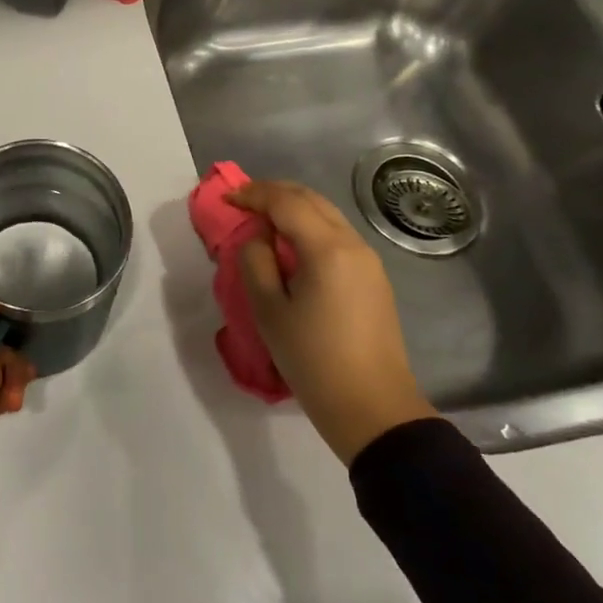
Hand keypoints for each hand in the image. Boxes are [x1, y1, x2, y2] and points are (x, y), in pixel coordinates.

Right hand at [229, 179, 435, 463]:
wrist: (373, 408)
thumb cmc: (313, 360)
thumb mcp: (269, 311)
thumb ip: (256, 263)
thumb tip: (259, 238)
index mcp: (327, 249)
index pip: (286, 202)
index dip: (254, 194)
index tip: (228, 199)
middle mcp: (353, 244)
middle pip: (311, 199)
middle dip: (275, 193)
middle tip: (243, 200)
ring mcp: (369, 261)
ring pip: (328, 215)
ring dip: (294, 208)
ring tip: (264, 220)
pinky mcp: (374, 278)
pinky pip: (337, 235)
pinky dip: (311, 227)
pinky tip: (292, 245)